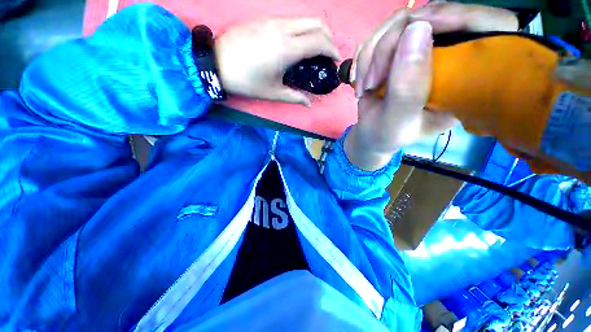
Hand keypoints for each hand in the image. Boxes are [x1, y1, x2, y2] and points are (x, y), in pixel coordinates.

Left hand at [215, 18, 340, 105]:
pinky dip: (301, 29)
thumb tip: (308, 103)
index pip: (320, 42)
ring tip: (314, 49)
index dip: (332, 50)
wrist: (216, 63)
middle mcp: (283, 29)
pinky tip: (297, 43)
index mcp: (287, 48)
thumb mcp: (273, 93)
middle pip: (316, 23)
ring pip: (304, 19)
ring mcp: (272, 20)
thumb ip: (295, 97)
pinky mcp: (264, 19)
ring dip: (315, 31)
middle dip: (328, 37)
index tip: (336, 60)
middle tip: (327, 54)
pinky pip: (291, 20)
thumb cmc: (247, 81)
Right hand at [345, 3, 517, 170]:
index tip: (423, 29)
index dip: (464, 17)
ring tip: (365, 86)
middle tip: (373, 78)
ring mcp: (424, 48)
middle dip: (392, 44)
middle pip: (435, 15)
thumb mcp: (398, 122)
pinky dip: (364, 56)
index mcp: (469, 78)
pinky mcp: (401, 47)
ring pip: (400, 21)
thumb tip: (417, 30)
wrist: (371, 133)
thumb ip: (407, 89)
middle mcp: (452, 55)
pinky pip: (381, 33)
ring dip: (372, 55)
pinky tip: (360, 79)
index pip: (492, 27)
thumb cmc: (387, 135)